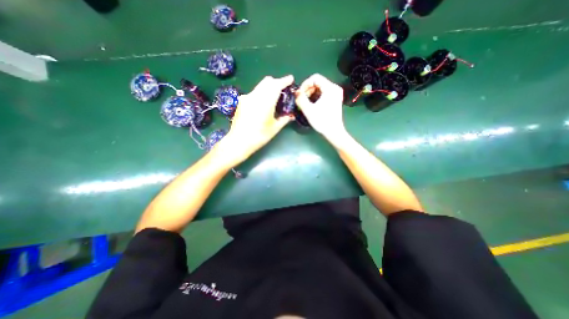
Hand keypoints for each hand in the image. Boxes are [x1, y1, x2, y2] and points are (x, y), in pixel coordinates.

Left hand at [225, 75, 292, 161]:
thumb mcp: (274, 128)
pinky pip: (254, 92)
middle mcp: (255, 96)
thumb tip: (291, 115)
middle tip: (282, 91)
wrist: (239, 141)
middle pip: (267, 81)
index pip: (276, 85)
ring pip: (260, 86)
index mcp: (266, 102)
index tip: (291, 79)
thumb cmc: (259, 136)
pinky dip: (261, 93)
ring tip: (273, 98)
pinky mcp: (241, 101)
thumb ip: (284, 119)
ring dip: (268, 87)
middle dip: (276, 82)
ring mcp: (247, 97)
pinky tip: (262, 104)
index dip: (285, 81)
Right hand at [295, 73, 348, 140]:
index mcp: (330, 88)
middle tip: (301, 99)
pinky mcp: (335, 99)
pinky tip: (311, 104)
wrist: (334, 132)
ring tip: (305, 102)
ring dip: (311, 93)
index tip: (299, 93)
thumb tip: (296, 92)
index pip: (315, 78)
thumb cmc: (322, 121)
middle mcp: (335, 88)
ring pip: (320, 88)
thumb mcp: (309, 110)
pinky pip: (323, 93)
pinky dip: (316, 96)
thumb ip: (300, 99)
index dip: (305, 84)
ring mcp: (336, 94)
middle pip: (318, 82)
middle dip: (308, 89)